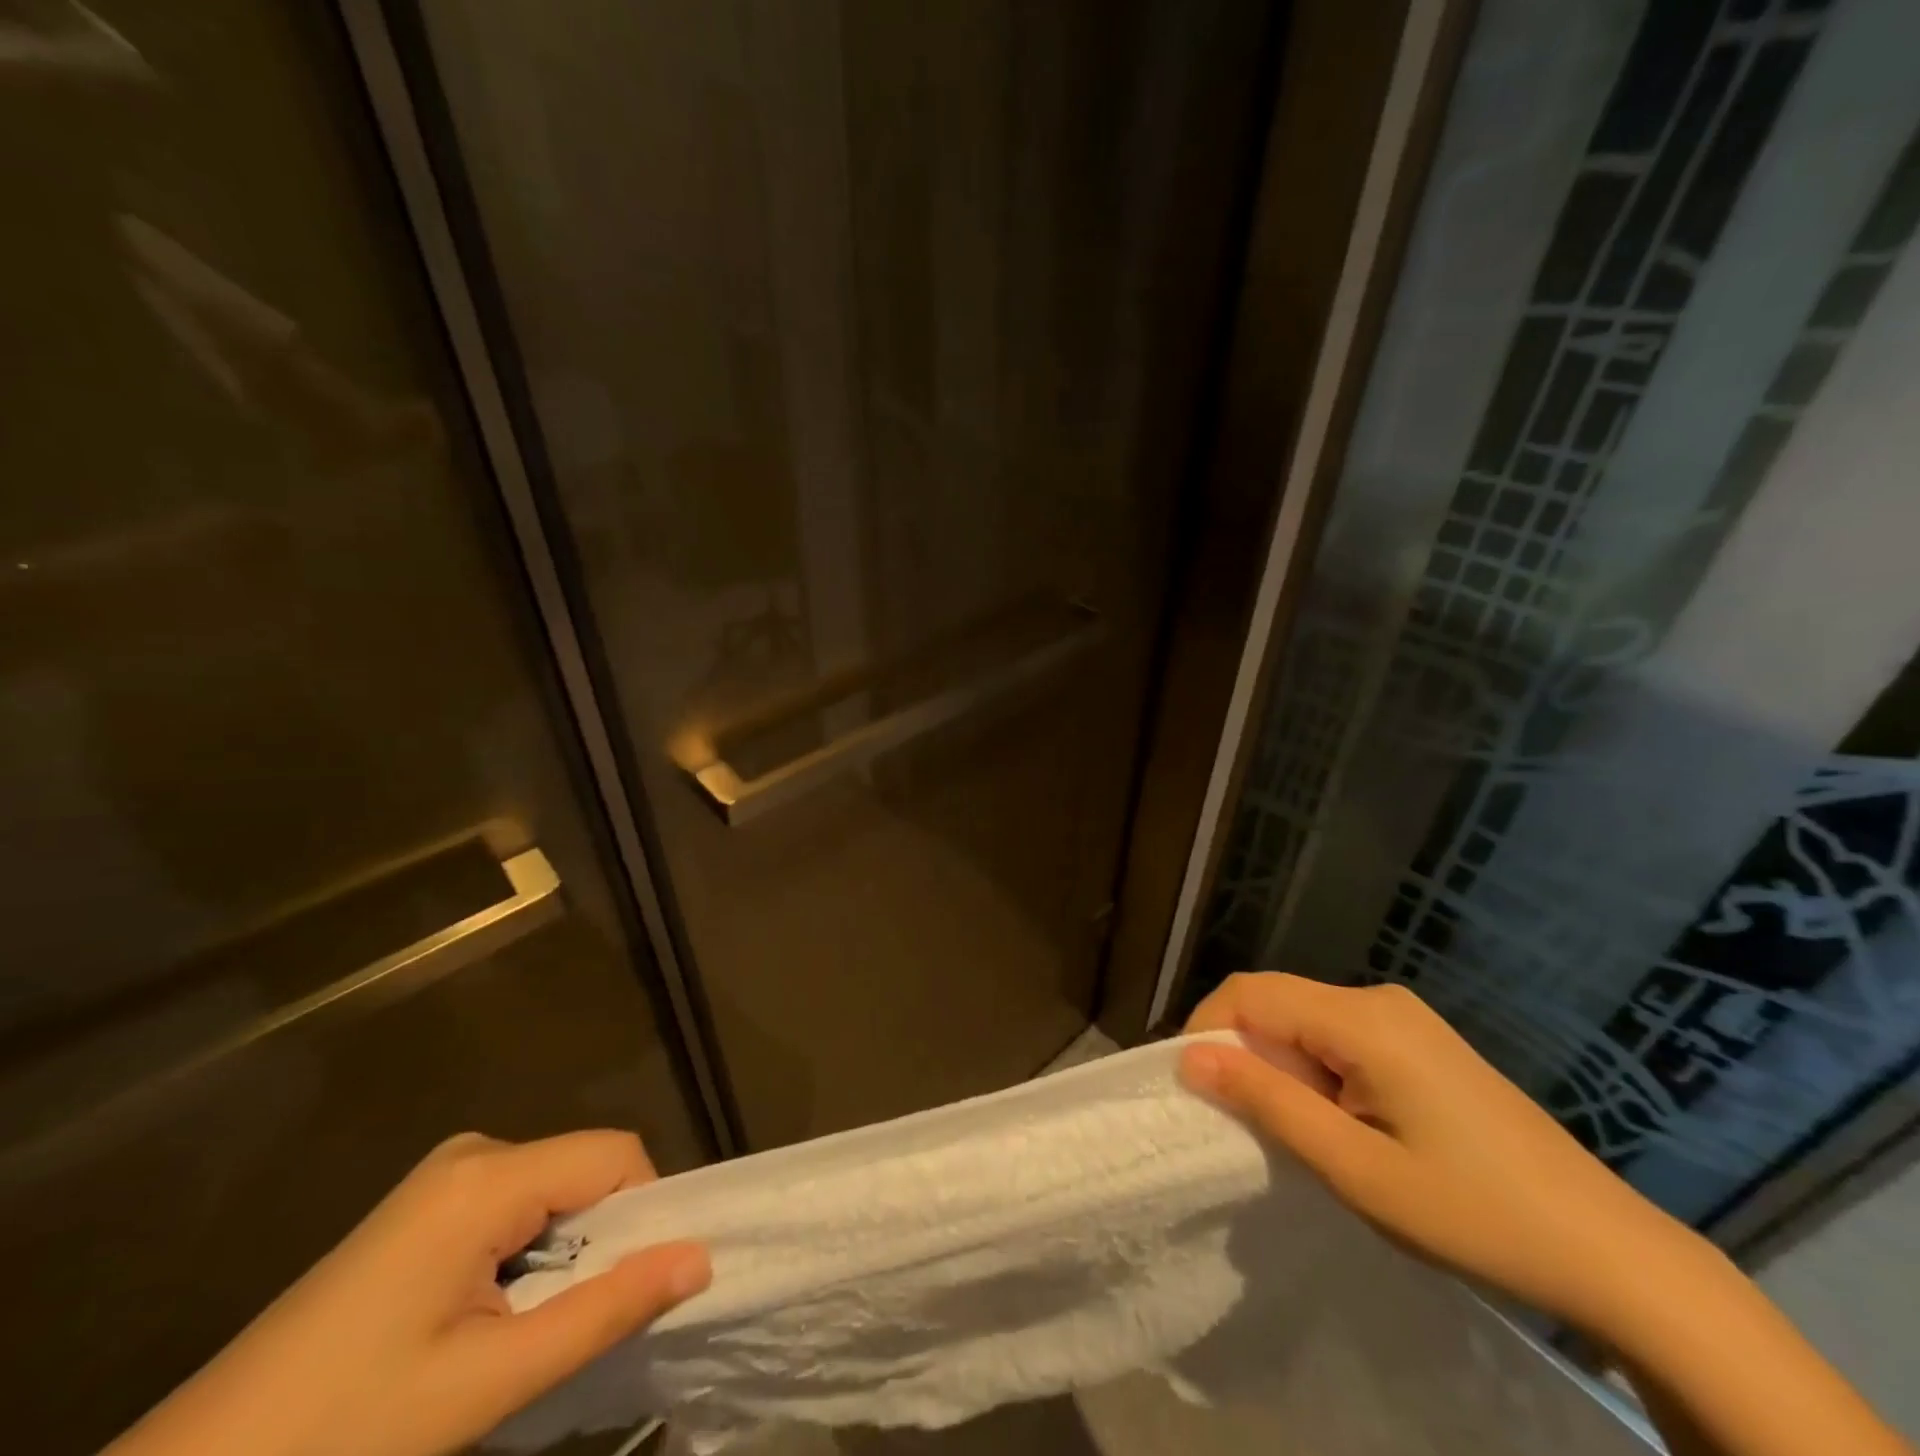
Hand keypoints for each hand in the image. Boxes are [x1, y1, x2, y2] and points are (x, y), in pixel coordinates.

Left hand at [108, 1130, 710, 1455]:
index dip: (646, 1212)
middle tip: (569, 1328)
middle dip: (601, 1240)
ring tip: (522, 1335)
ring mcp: (444, 1176)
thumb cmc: (342, 1430)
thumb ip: (604, 1312)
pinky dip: (530, 1254)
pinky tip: (487, 1320)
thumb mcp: (486, 1383)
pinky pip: (515, 1205)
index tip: (634, 1288)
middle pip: (585, 1170)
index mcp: (487, 1175)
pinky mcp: (425, 1206)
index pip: (616, 1155)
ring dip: (564, 1255)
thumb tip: (702, 1259)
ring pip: (554, 1191)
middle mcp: (473, 1152)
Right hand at [1180, 973, 1708, 1336]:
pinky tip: (1340, 1124)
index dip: (1208, 1030)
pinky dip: (1315, 1071)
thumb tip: (1192, 1058)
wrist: (1612, 1254)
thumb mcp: (1355, 1168)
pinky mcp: (1421, 1043)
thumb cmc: (1474, 1214)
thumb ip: (1268, 1103)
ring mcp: (1406, 1019)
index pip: (1250, 993)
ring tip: (1295, 1133)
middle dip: (1243, 1052)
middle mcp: (1380, 1000)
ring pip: (1305, 1020)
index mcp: (1363, 1019)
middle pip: (1276, 1002)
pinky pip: (1339, 1037)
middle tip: (1244, 1123)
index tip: (1196, 1090)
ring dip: (1279, 1066)